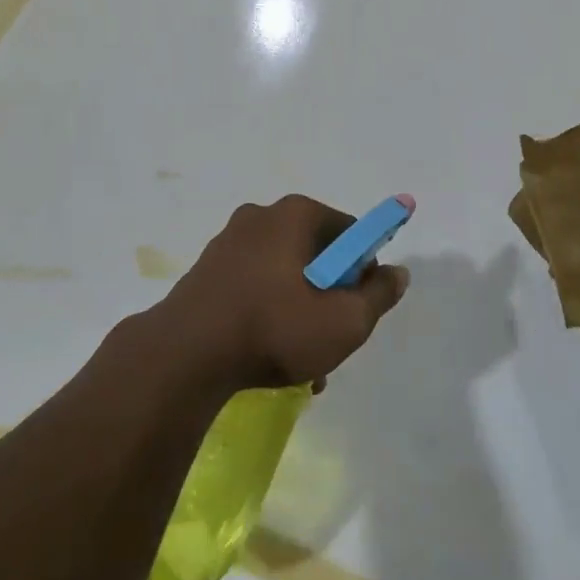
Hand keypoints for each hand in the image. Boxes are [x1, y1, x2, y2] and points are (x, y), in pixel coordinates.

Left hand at [155, 195, 410, 393]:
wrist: (184, 355)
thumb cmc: (274, 328)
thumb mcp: (345, 322)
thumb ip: (378, 295)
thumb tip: (395, 273)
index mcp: (296, 214)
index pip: (350, 232)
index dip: (362, 270)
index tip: (357, 307)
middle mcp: (261, 216)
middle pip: (316, 255)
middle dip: (328, 297)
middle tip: (329, 339)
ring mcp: (228, 242)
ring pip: (284, 276)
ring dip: (299, 313)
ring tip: (300, 365)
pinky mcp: (206, 271)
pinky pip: (254, 287)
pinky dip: (268, 314)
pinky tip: (268, 358)